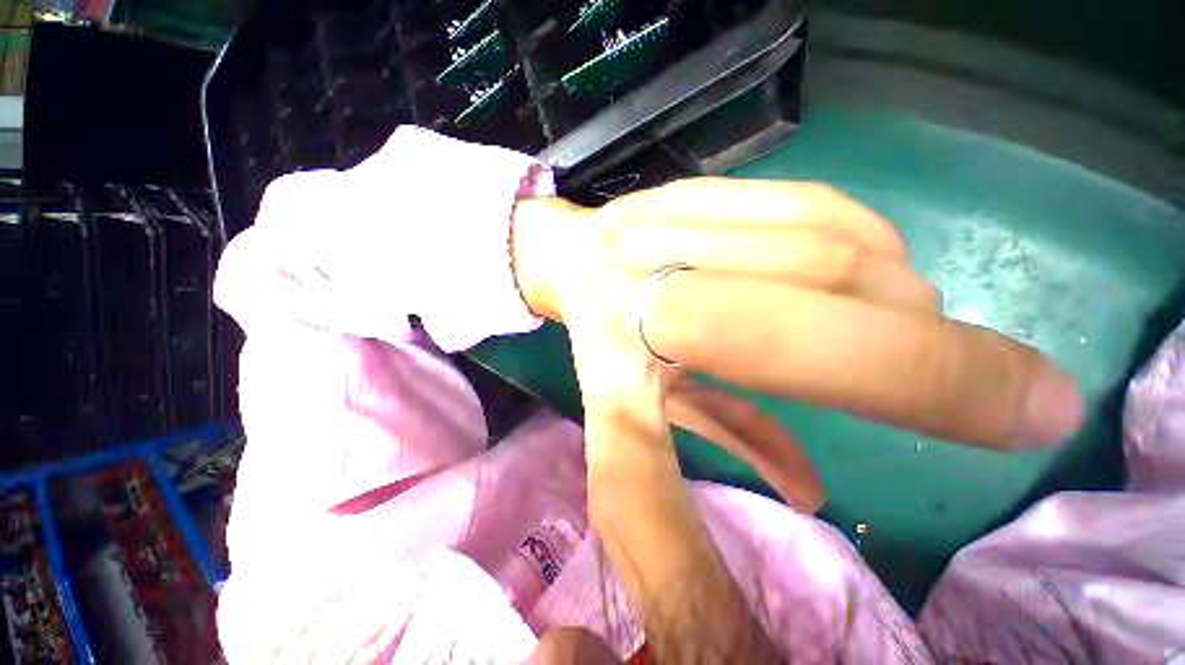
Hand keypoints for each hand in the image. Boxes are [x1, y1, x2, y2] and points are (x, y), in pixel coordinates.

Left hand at [512, 178, 1082, 453]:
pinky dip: (867, 244)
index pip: (660, 451)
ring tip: (914, 331)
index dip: (751, 494)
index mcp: (609, 379)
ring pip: (821, 255)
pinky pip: (804, 208)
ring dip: (900, 303)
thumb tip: (817, 492)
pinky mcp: (680, 191)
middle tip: (1024, 396)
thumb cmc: (602, 342)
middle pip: (793, 324)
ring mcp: (656, 233)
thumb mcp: (646, 405)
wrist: (571, 261)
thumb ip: (726, 438)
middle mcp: (632, 302)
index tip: (920, 492)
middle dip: (930, 366)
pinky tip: (876, 271)